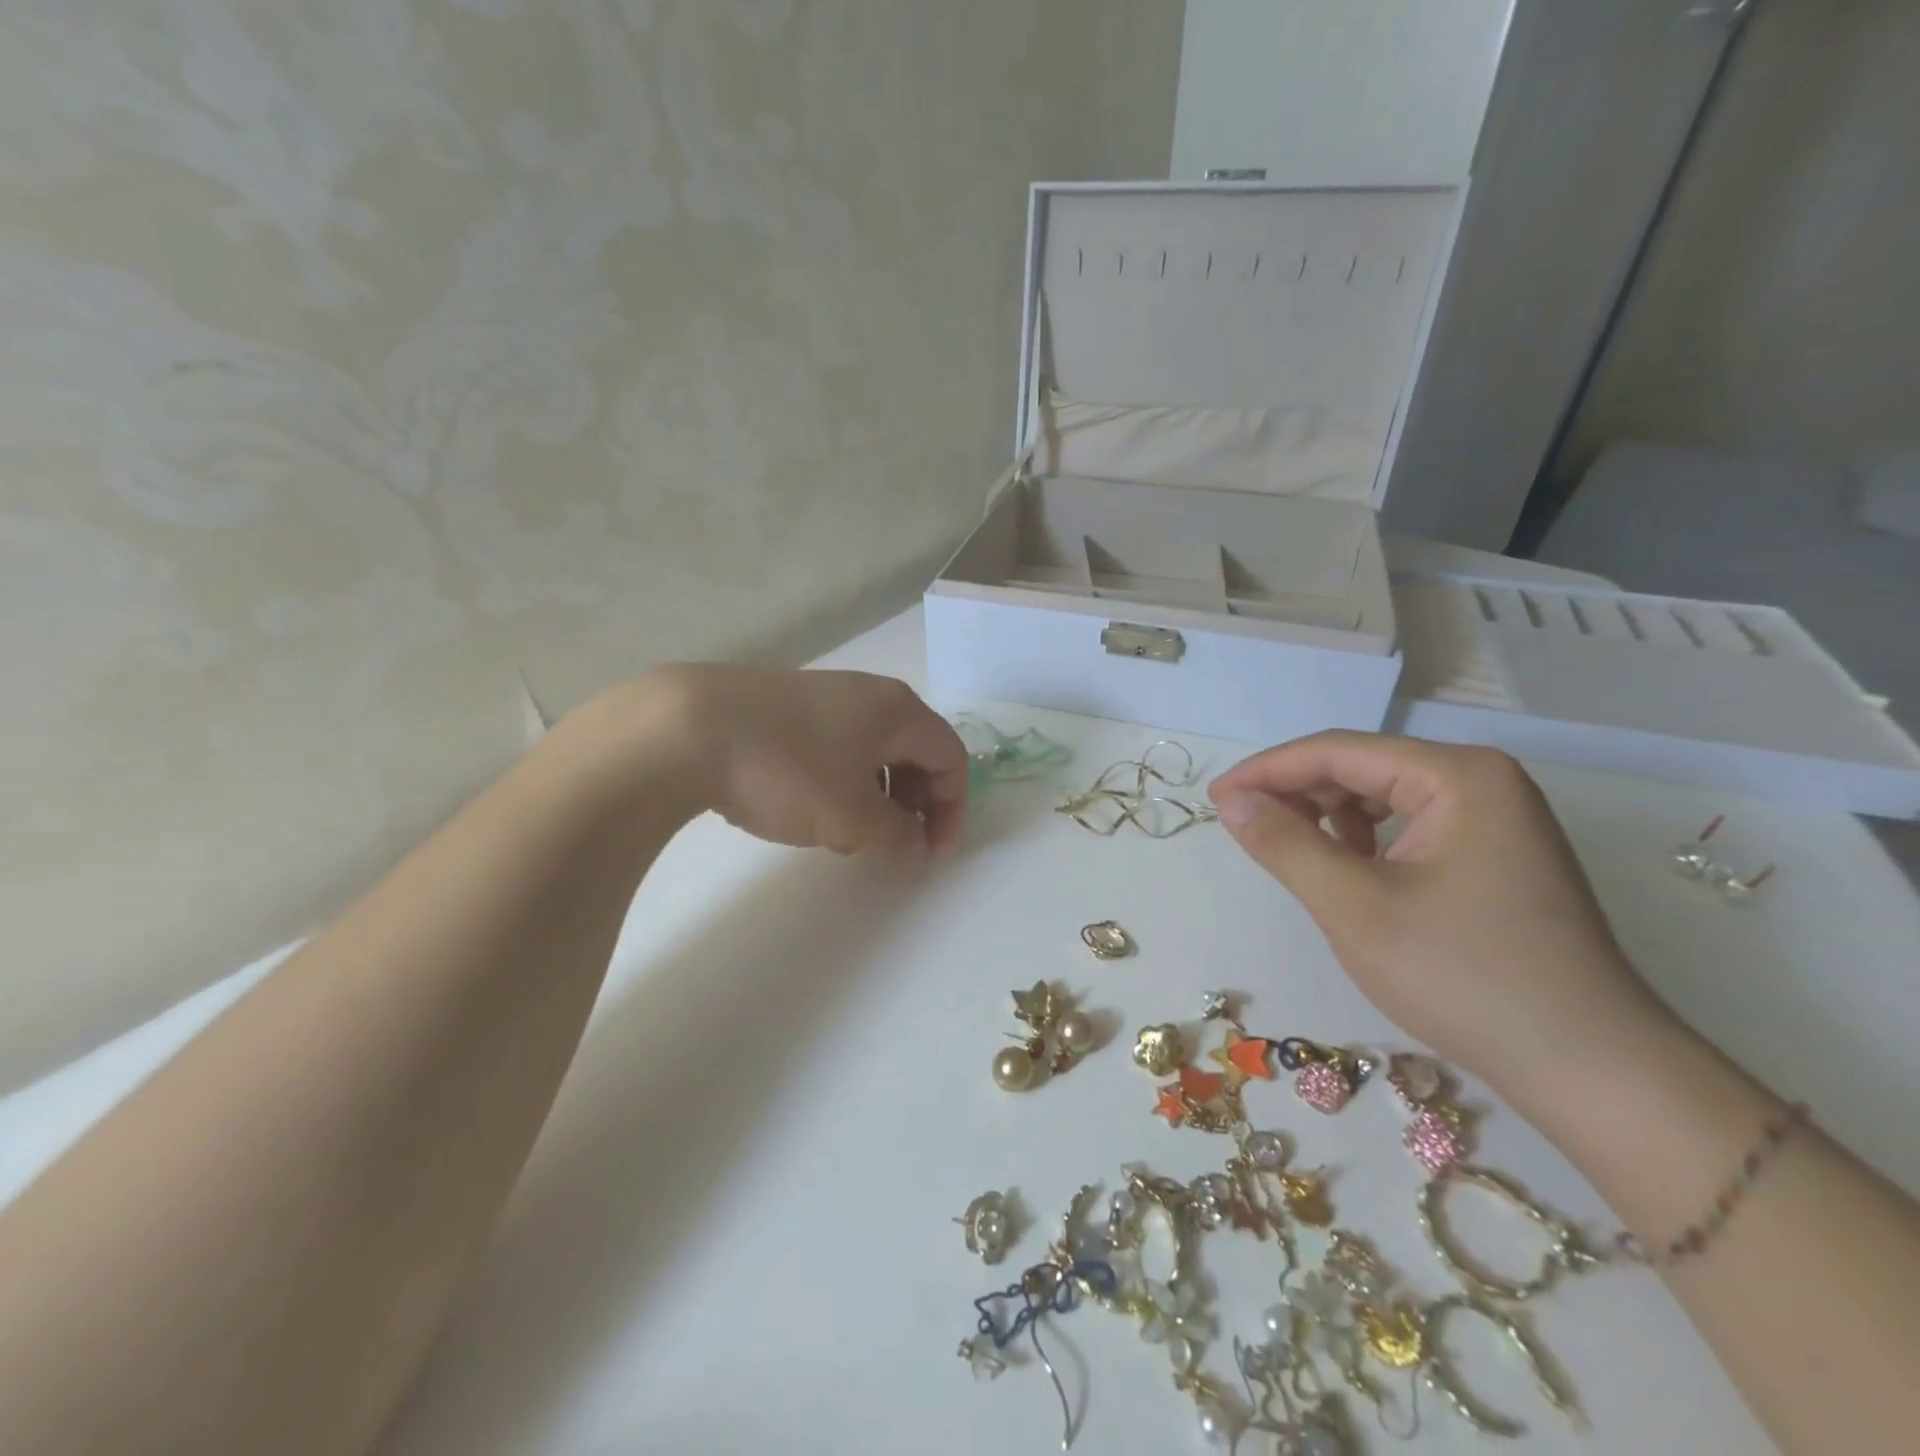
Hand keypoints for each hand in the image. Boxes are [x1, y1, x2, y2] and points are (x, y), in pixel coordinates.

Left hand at [644, 664, 967, 856]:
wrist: (686, 728)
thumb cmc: (790, 771)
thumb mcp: (853, 817)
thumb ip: (897, 834)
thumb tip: (915, 842)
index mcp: (899, 711)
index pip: (951, 758)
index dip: (952, 809)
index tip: (931, 853)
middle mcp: (869, 694)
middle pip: (914, 752)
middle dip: (913, 804)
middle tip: (892, 844)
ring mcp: (824, 695)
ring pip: (872, 750)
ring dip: (875, 796)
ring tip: (844, 834)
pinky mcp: (785, 705)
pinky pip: (835, 745)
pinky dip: (840, 781)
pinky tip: (806, 808)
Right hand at [1209, 732, 1669, 1091]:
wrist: (1590, 1069)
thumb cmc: (1463, 976)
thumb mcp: (1353, 906)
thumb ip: (1283, 843)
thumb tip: (1231, 799)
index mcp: (1457, 776)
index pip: (1337, 752)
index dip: (1267, 771)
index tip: (1214, 799)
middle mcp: (1481, 781)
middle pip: (1361, 768)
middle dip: (1297, 794)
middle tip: (1243, 828)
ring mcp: (1496, 818)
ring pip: (1383, 797)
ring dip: (1328, 818)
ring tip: (1290, 852)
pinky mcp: (1496, 855)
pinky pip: (1409, 827)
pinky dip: (1365, 842)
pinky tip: (1346, 872)